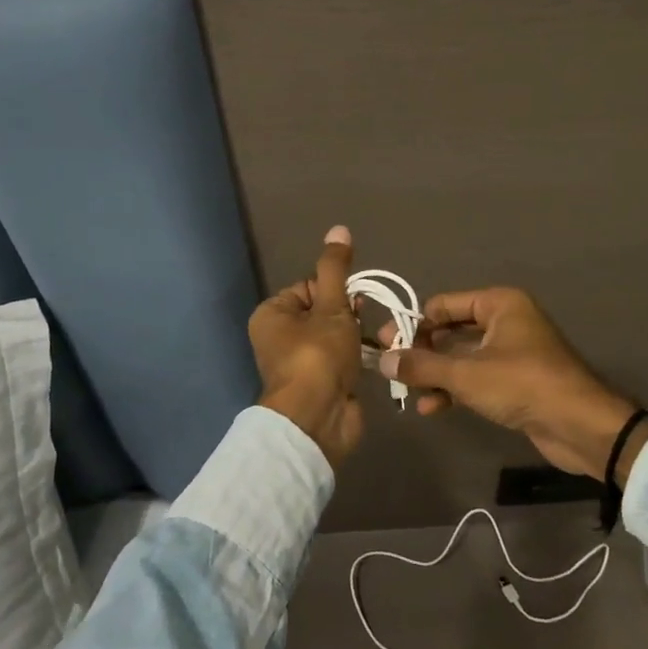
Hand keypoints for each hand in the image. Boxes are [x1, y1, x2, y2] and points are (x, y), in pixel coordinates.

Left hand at [248, 225, 364, 466]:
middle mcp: (281, 336)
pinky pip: (342, 358)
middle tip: (361, 323)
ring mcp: (301, 362)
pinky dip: (358, 356)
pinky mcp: (320, 383)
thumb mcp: (331, 306)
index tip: (352, 303)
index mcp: (273, 314)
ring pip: (336, 334)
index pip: (310, 286)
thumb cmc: (318, 356)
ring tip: (372, 340)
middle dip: (349, 313)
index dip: (336, 291)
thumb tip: (339, 229)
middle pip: (324, 309)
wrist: (318, 420)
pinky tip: (374, 357)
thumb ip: (336, 269)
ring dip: (357, 335)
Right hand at [380, 288, 647, 483]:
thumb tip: (382, 360)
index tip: (385, 345)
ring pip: (461, 357)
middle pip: (451, 330)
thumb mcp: (467, 374)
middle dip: (422, 352)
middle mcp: (506, 321)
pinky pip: (475, 377)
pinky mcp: (515, 381)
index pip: (444, 305)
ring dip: (435, 374)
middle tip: (390, 369)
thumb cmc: (523, 385)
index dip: (413, 324)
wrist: (581, 426)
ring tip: (407, 394)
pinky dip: (454, 389)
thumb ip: (422, 366)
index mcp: (499, 303)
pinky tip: (432, 408)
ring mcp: (511, 352)